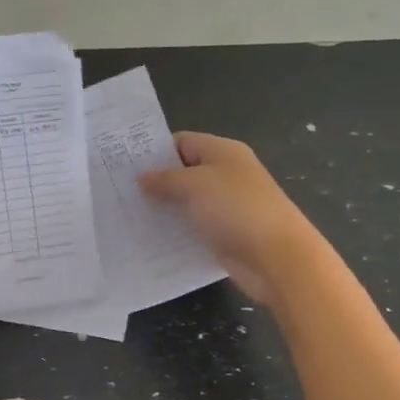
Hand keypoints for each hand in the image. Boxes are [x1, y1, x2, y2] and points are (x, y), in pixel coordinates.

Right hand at [137, 132, 325, 303]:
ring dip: (165, 210)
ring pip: (189, 203)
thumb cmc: (236, 209)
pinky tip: (153, 241)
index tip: (125, 168)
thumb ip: (165, 179)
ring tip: (130, 218)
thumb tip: (142, 177)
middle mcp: (227, 174)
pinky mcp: (227, 234)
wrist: (278, 258)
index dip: (155, 152)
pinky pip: (196, 228)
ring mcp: (228, 206)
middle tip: (120, 194)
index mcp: (223, 152)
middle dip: (156, 183)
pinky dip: (178, 233)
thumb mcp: (194, 186)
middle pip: (185, 172)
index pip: (182, 142)